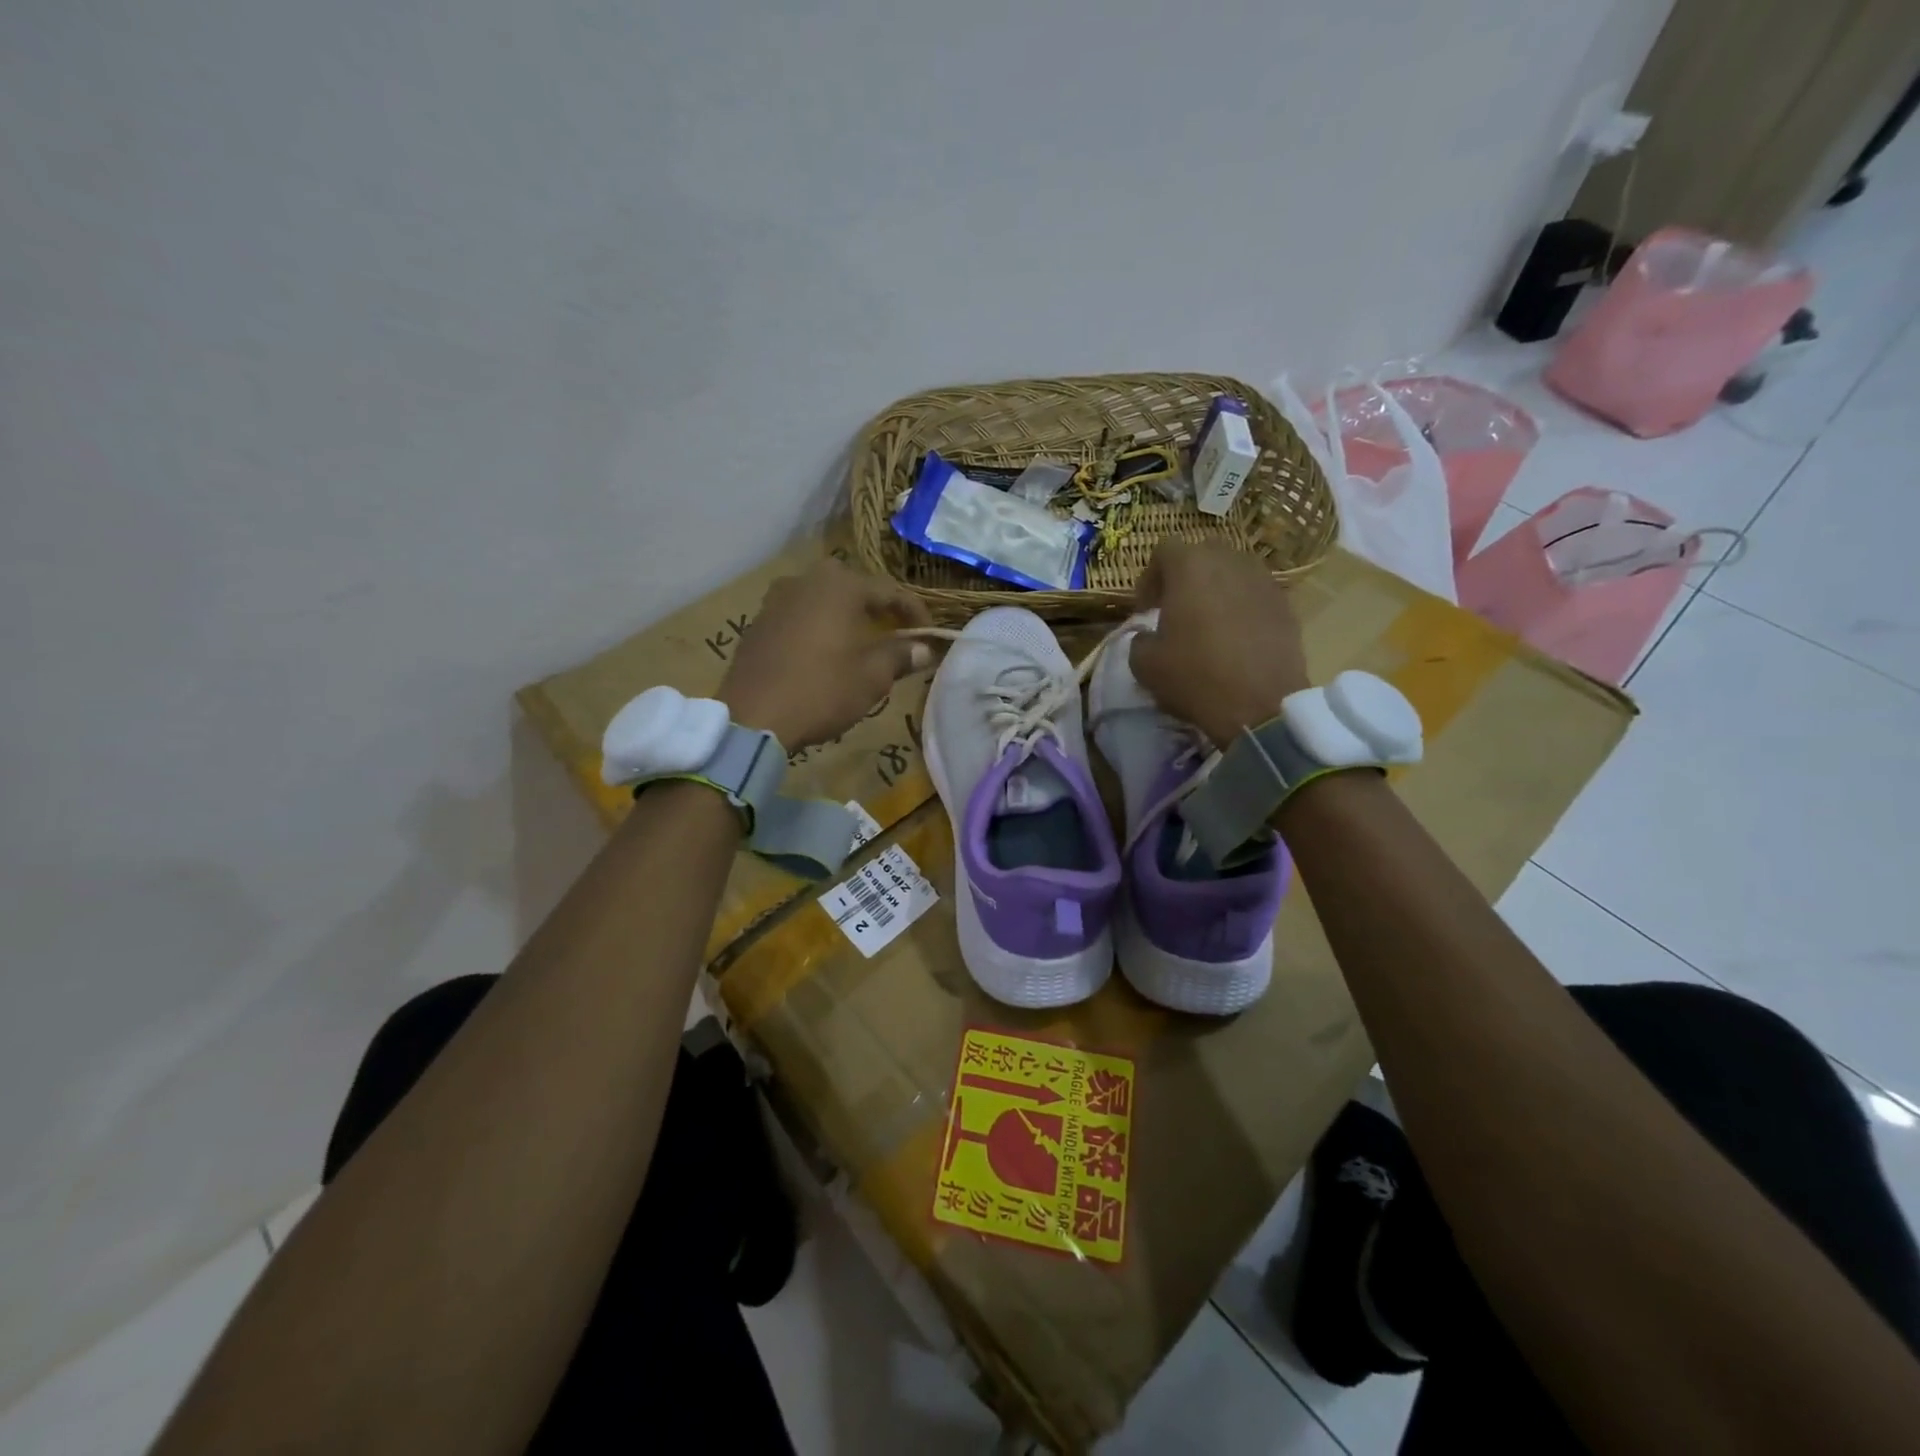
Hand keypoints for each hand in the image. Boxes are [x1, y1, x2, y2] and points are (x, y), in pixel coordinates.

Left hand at [718, 558, 933, 749]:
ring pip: (824, 600)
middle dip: (878, 610)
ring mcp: (777, 599)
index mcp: (840, 586)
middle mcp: (807, 580)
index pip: (890, 591)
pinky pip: (800, 615)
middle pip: (854, 589)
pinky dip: (820, 627)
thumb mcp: (872, 677)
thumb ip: (900, 655)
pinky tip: (826, 653)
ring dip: (847, 617)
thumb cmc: (821, 691)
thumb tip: (923, 648)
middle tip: (896, 634)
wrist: (752, 717)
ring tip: (862, 644)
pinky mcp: (758, 621)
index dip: (915, 613)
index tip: (930, 636)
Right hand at [1129, 541, 1309, 744]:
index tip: (1145, 610)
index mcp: (1191, 566)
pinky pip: (1255, 594)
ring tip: (1208, 622)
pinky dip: (1241, 606)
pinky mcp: (1286, 604)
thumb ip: (1138, 639)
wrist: (1260, 705)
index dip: (1149, 578)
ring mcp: (1263, 580)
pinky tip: (1235, 637)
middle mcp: (1230, 561)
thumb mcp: (1144, 664)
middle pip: (1202, 553)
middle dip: (1185, 577)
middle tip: (1175, 609)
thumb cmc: (1194, 676)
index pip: (1163, 550)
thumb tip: (1147, 635)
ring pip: (1233, 571)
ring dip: (1216, 589)